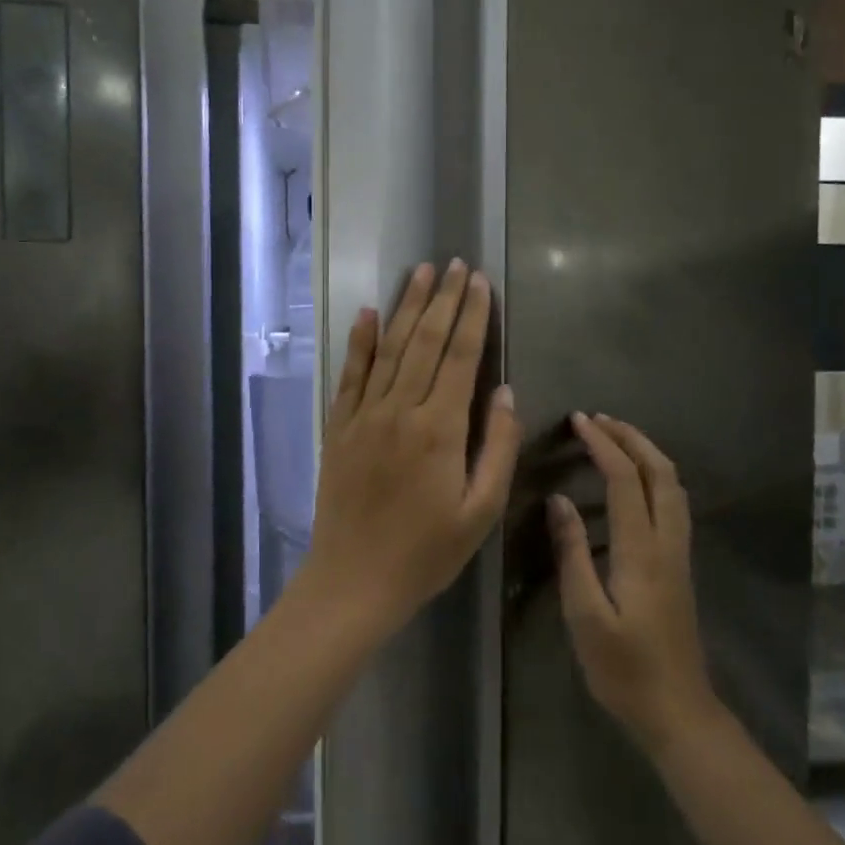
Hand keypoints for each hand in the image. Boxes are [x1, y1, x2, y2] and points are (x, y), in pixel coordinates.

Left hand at [304, 260, 520, 633]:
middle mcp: (400, 410)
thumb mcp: (480, 511)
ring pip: (389, 348)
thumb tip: (504, 391)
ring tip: (420, 272)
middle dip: (444, 299)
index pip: (461, 357)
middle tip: (454, 263)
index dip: (473, 316)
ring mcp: (364, 415)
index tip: (480, 282)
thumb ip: (496, 447)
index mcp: (440, 429)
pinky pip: (350, 374)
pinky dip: (359, 341)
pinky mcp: (339, 427)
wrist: (354, 580)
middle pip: (426, 342)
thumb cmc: (426, 552)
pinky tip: (367, 313)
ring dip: (406, 307)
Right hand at [550, 413, 717, 751]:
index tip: (579, 421)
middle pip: (661, 472)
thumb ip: (571, 553)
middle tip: (598, 419)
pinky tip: (635, 481)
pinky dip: (654, 475)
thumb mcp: (585, 614)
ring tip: (615, 438)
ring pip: (674, 485)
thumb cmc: (623, 668)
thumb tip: (559, 501)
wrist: (678, 710)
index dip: (603, 445)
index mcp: (641, 551)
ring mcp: (680, 553)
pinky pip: (673, 502)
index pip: (626, 480)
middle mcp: (668, 542)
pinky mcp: (680, 565)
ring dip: (646, 452)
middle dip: (631, 437)